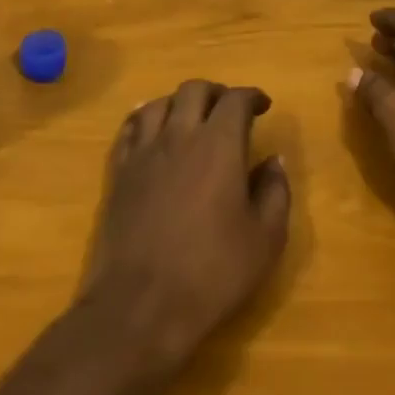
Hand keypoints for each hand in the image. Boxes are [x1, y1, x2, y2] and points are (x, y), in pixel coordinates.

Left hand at [82, 80, 291, 366]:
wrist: (141, 305)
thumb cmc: (212, 273)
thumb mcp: (265, 239)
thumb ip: (274, 192)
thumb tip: (273, 160)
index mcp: (219, 145)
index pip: (236, 100)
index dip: (252, 96)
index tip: (263, 105)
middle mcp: (179, 135)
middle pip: (194, 90)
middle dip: (216, 92)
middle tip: (229, 109)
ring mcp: (144, 152)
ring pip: (159, 103)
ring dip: (180, 102)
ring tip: (192, 117)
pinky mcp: (119, 172)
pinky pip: (130, 128)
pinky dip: (145, 118)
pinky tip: (151, 128)